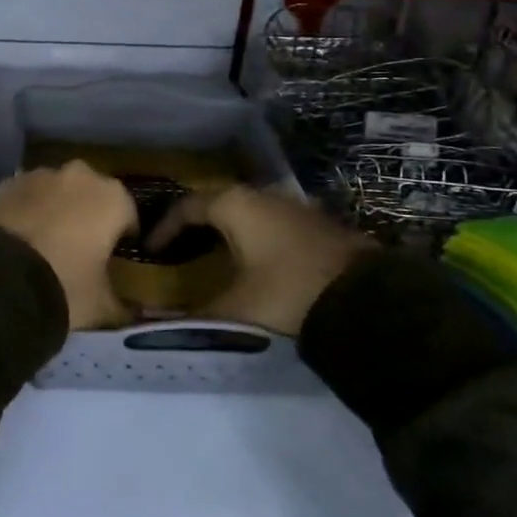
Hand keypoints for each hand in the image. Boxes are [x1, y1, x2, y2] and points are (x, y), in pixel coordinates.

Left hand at [0, 161, 137, 329]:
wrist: (1, 277)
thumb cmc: (65, 285)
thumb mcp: (101, 305)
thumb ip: (121, 305)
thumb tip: (130, 312)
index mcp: (113, 198)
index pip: (128, 215)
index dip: (123, 237)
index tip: (115, 258)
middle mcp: (80, 176)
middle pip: (92, 194)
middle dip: (89, 214)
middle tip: (80, 248)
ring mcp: (41, 174)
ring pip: (58, 190)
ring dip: (57, 208)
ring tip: (46, 242)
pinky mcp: (9, 183)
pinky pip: (28, 195)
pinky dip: (28, 209)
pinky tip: (21, 237)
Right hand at [151, 185, 370, 336]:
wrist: (368, 301)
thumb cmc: (288, 293)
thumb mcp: (235, 309)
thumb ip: (193, 316)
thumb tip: (155, 321)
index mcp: (234, 205)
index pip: (186, 207)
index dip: (164, 228)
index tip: (149, 250)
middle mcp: (262, 195)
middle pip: (216, 203)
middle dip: (194, 225)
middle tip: (178, 250)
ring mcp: (293, 206)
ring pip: (247, 212)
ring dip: (227, 230)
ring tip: (212, 256)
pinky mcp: (317, 224)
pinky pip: (271, 223)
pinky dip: (254, 237)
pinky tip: (255, 261)